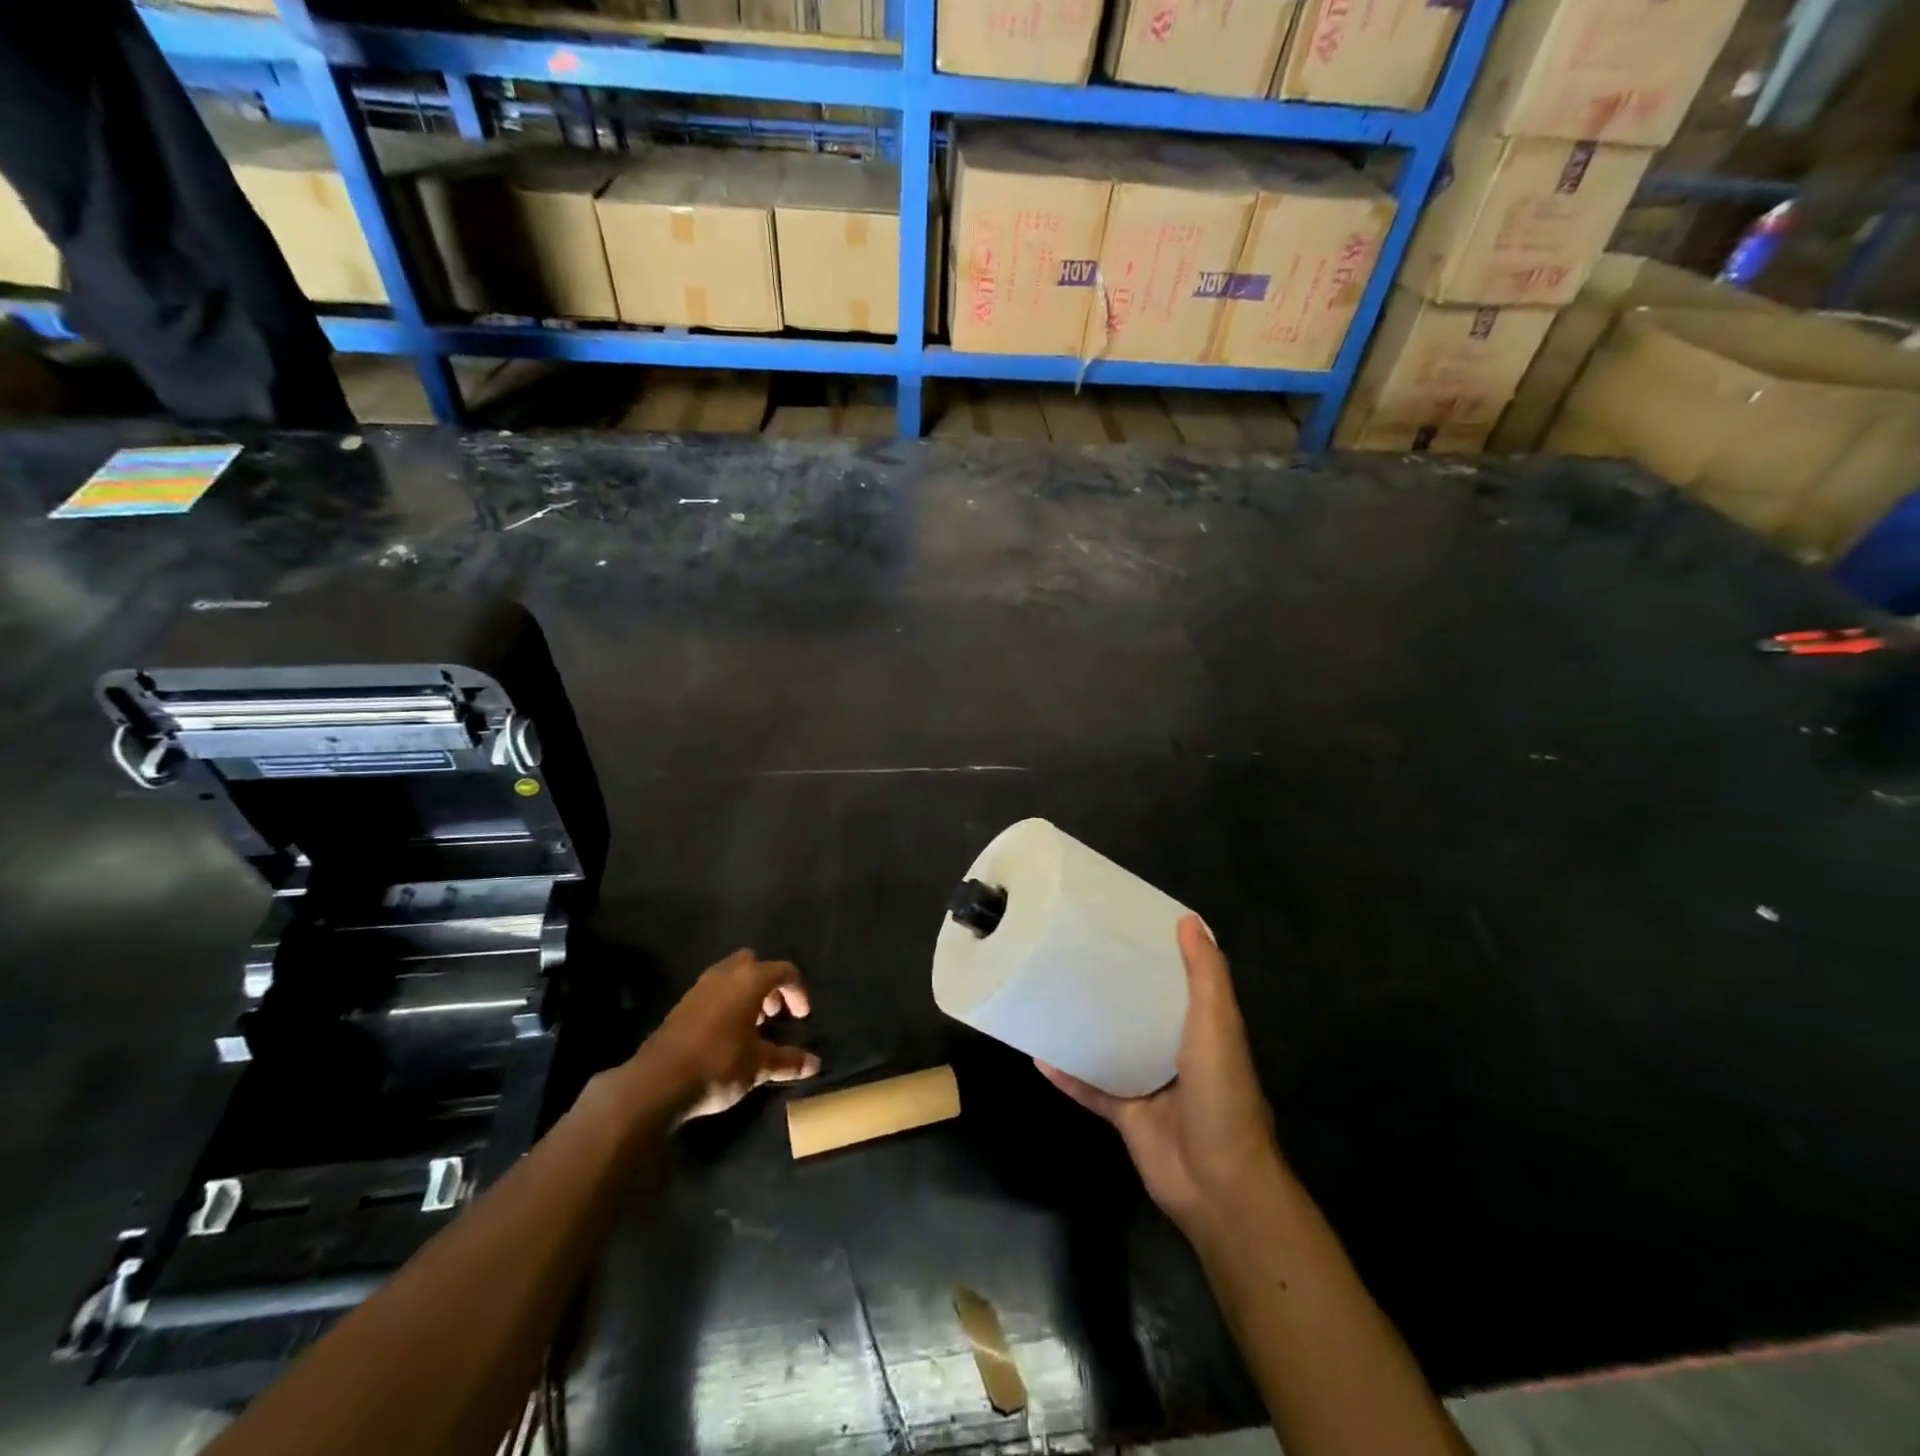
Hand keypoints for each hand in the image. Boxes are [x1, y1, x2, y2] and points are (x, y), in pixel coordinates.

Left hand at [635, 950, 821, 1121]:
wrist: (657, 1083)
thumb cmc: (718, 1065)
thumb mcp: (759, 1066)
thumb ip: (788, 1061)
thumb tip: (815, 1065)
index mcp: (749, 980)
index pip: (783, 971)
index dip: (798, 991)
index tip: (800, 1017)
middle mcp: (725, 975)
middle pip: (753, 964)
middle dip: (768, 984)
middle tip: (773, 1014)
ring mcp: (699, 988)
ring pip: (730, 976)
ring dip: (745, 994)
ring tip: (752, 1027)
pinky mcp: (681, 1005)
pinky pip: (712, 992)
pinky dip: (726, 1004)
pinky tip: (727, 1035)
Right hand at [1038, 917, 1279, 1237]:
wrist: (1217, 1183)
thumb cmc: (1221, 1094)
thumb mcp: (1218, 1025)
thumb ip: (1206, 975)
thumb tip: (1189, 919)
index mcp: (1202, 1027)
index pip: (1178, 980)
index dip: (1155, 953)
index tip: (1123, 925)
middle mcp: (1175, 1052)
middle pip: (1140, 1011)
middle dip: (1112, 987)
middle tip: (1074, 953)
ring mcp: (1148, 1085)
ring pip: (1111, 1048)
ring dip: (1086, 1027)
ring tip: (1049, 994)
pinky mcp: (1125, 1115)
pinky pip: (1090, 1088)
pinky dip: (1066, 1074)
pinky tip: (1037, 1054)